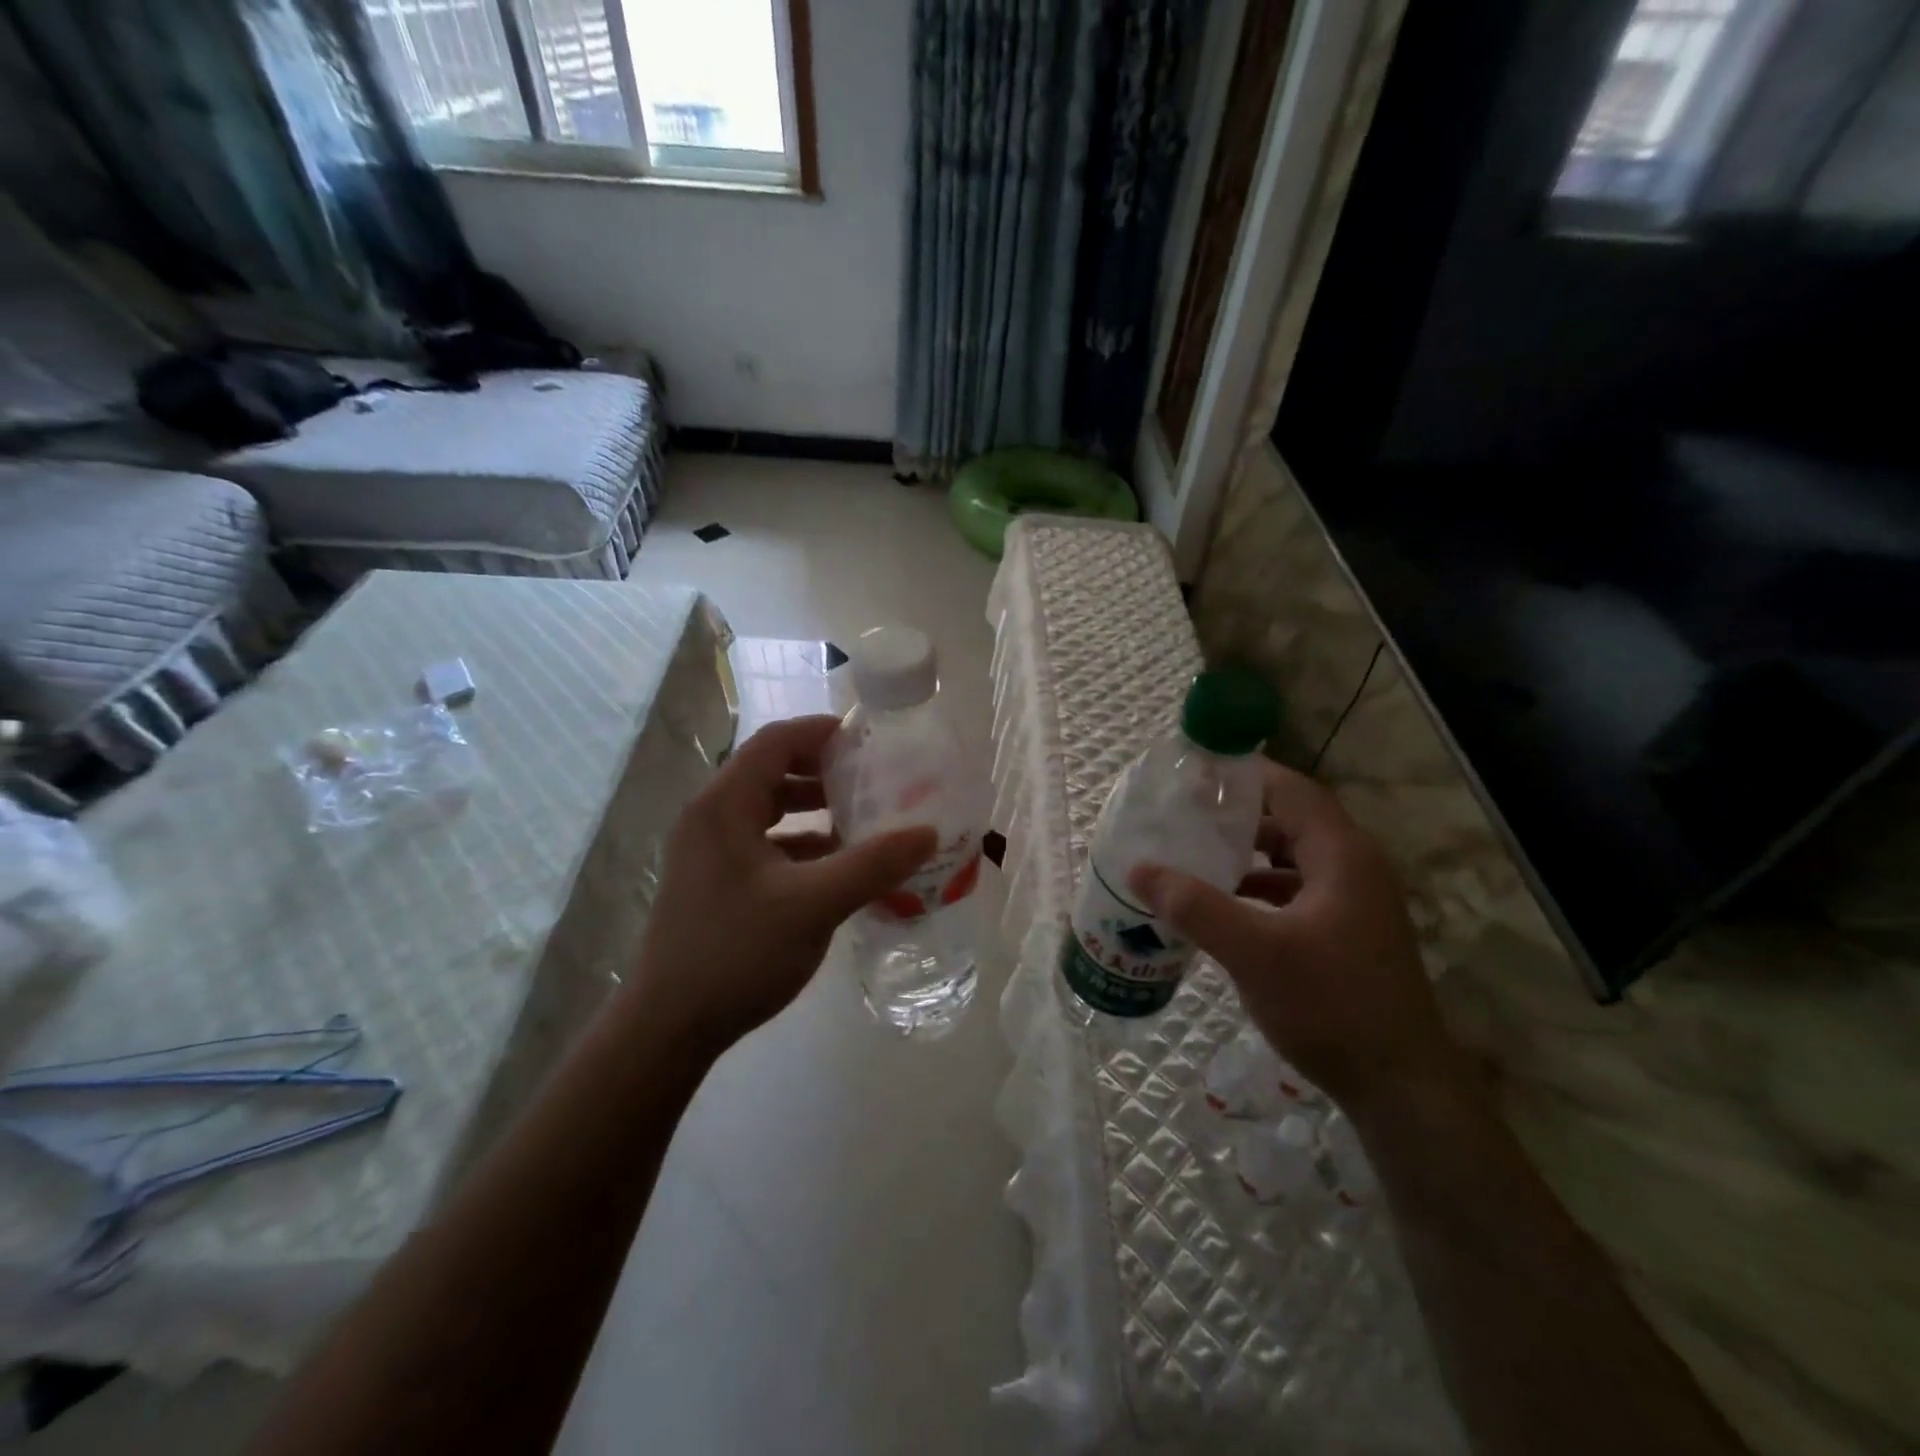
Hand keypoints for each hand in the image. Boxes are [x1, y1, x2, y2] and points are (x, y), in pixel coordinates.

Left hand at [627, 715, 936, 1058]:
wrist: (669, 1026)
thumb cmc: (737, 952)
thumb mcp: (814, 905)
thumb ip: (873, 865)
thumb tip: (928, 832)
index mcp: (724, 805)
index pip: (776, 741)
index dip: (823, 733)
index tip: (871, 743)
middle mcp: (711, 816)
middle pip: (772, 770)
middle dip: (825, 771)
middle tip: (875, 780)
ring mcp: (709, 850)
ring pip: (769, 808)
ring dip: (814, 808)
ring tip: (863, 818)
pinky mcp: (715, 880)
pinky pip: (764, 842)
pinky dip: (801, 842)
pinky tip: (837, 864)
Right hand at [1129, 761, 1465, 1113]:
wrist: (1399, 1087)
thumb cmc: (1331, 1006)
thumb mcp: (1254, 953)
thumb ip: (1196, 907)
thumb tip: (1140, 869)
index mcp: (1341, 855)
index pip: (1292, 790)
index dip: (1246, 775)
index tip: (1195, 773)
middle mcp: (1354, 868)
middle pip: (1292, 819)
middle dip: (1239, 813)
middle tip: (1185, 814)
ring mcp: (1354, 902)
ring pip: (1294, 857)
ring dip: (1248, 852)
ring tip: (1196, 853)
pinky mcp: (1348, 932)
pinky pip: (1297, 889)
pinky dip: (1260, 886)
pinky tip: (1225, 904)